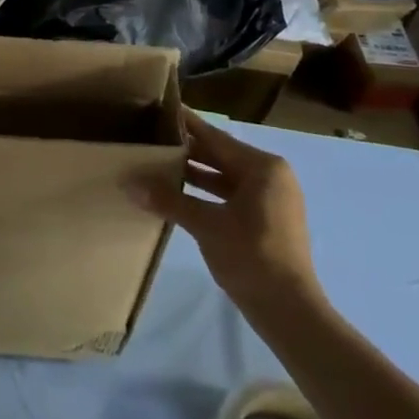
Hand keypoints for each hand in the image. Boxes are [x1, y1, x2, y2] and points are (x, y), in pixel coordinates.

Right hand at [129, 111, 320, 333]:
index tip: (162, 108)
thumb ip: (168, 200)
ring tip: (158, 164)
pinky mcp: (267, 220)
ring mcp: (272, 199)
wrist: (289, 310)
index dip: (188, 124)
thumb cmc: (251, 257)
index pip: (216, 137)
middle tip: (153, 137)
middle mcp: (271, 176)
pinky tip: (179, 194)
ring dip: (195, 174)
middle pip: (221, 155)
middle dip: (188, 150)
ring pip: (226, 177)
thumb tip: (129, 183)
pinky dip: (207, 193)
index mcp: (263, 167)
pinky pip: (232, 195)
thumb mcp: (206, 225)